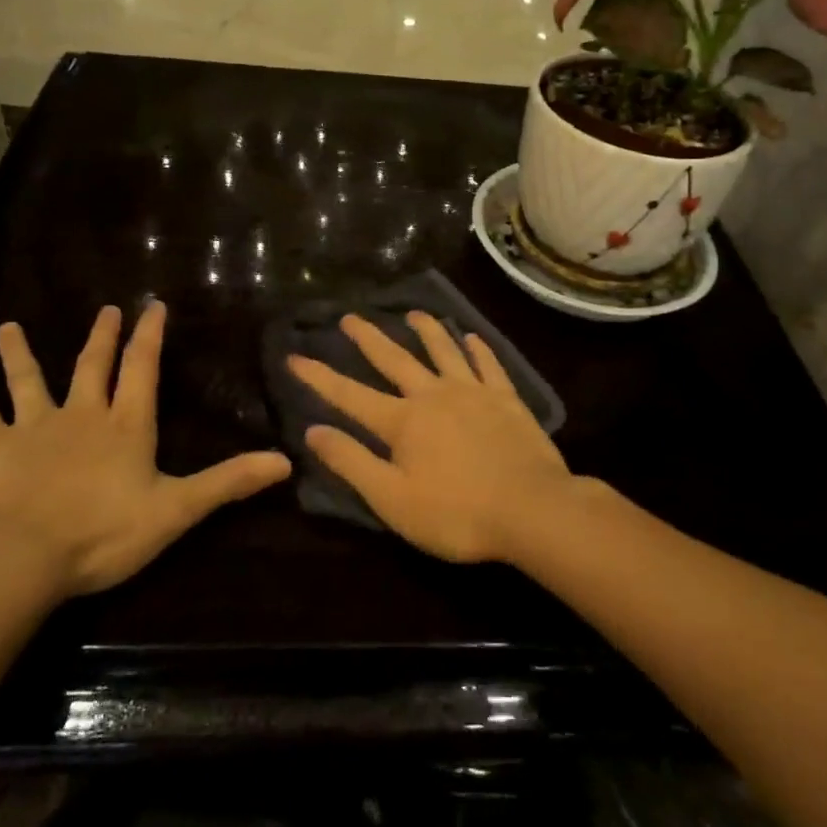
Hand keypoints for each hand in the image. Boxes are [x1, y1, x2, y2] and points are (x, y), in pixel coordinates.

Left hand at [0, 303, 290, 597]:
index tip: (152, 305)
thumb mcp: (176, 510)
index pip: (142, 369)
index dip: (150, 337)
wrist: (22, 558)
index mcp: (126, 426)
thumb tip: (285, 461)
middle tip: (106, 309)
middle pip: (93, 366)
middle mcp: (82, 415)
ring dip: (20, 353)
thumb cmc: (103, 533)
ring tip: (8, 326)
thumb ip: (228, 482)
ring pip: (29, 380)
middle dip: (102, 337)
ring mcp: (35, 428)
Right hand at [287, 312, 572, 562]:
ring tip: (413, 312)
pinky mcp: (506, 399)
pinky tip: (471, 337)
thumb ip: (352, 462)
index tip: (295, 355)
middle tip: (350, 316)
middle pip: (395, 359)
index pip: (350, 395)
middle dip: (369, 338)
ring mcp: (472, 392)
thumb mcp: (392, 499)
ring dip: (426, 330)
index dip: (320, 377)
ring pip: (443, 351)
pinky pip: (488, 364)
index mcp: (402, 421)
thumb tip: (312, 431)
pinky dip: (477, 349)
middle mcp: (433, 395)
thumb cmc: (456, 514)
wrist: (532, 510)